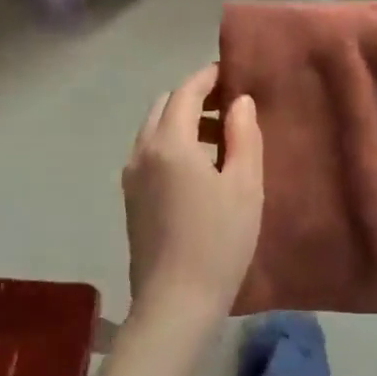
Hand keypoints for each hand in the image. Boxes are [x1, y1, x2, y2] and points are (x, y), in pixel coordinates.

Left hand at [123, 64, 263, 326]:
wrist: (176, 303)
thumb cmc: (219, 241)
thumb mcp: (245, 185)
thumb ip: (243, 135)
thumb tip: (238, 101)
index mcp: (170, 142)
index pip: (186, 91)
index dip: (209, 77)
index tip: (232, 72)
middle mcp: (142, 151)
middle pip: (165, 106)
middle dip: (194, 97)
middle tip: (228, 106)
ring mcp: (131, 176)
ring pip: (154, 130)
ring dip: (182, 121)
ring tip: (219, 137)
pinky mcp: (130, 199)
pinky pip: (149, 152)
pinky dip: (172, 143)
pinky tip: (198, 167)